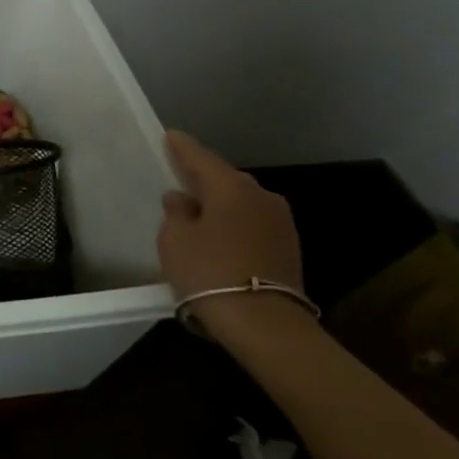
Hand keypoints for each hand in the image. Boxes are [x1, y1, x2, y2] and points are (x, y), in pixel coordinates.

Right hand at [157, 131, 306, 334]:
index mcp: (231, 187)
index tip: (170, 135)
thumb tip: (182, 199)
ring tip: (197, 208)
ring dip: (220, 202)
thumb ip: (175, 212)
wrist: (263, 322)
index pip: (201, 158)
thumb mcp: (174, 239)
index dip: (182, 147)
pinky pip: (252, 222)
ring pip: (241, 201)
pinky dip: (234, 221)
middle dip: (202, 176)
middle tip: (180, 175)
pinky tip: (219, 232)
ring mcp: (280, 222)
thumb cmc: (208, 271)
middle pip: (225, 179)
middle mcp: (261, 196)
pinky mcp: (288, 247)